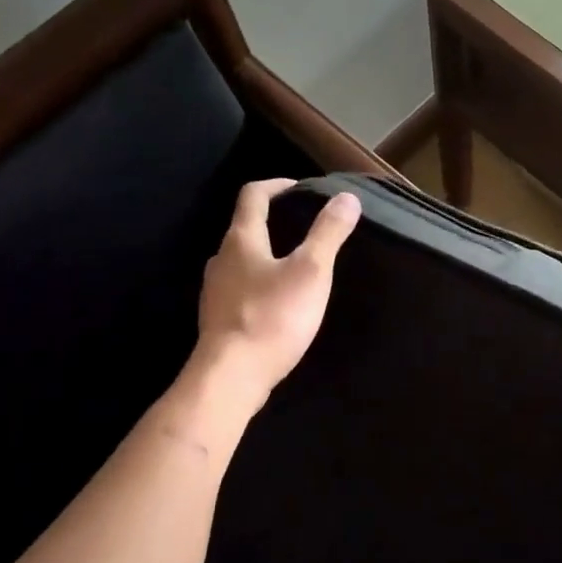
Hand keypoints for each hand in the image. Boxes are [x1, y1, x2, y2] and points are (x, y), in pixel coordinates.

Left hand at [195, 180, 360, 401]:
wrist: (230, 377)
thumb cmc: (272, 317)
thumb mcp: (311, 271)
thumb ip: (328, 233)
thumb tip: (346, 197)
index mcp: (241, 240)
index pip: (253, 195)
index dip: (277, 185)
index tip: (300, 188)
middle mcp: (221, 259)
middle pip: (244, 228)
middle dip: (273, 222)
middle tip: (304, 227)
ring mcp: (214, 291)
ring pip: (241, 261)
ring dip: (266, 255)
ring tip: (296, 265)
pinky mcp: (217, 319)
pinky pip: (239, 289)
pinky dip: (259, 284)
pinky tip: (278, 302)